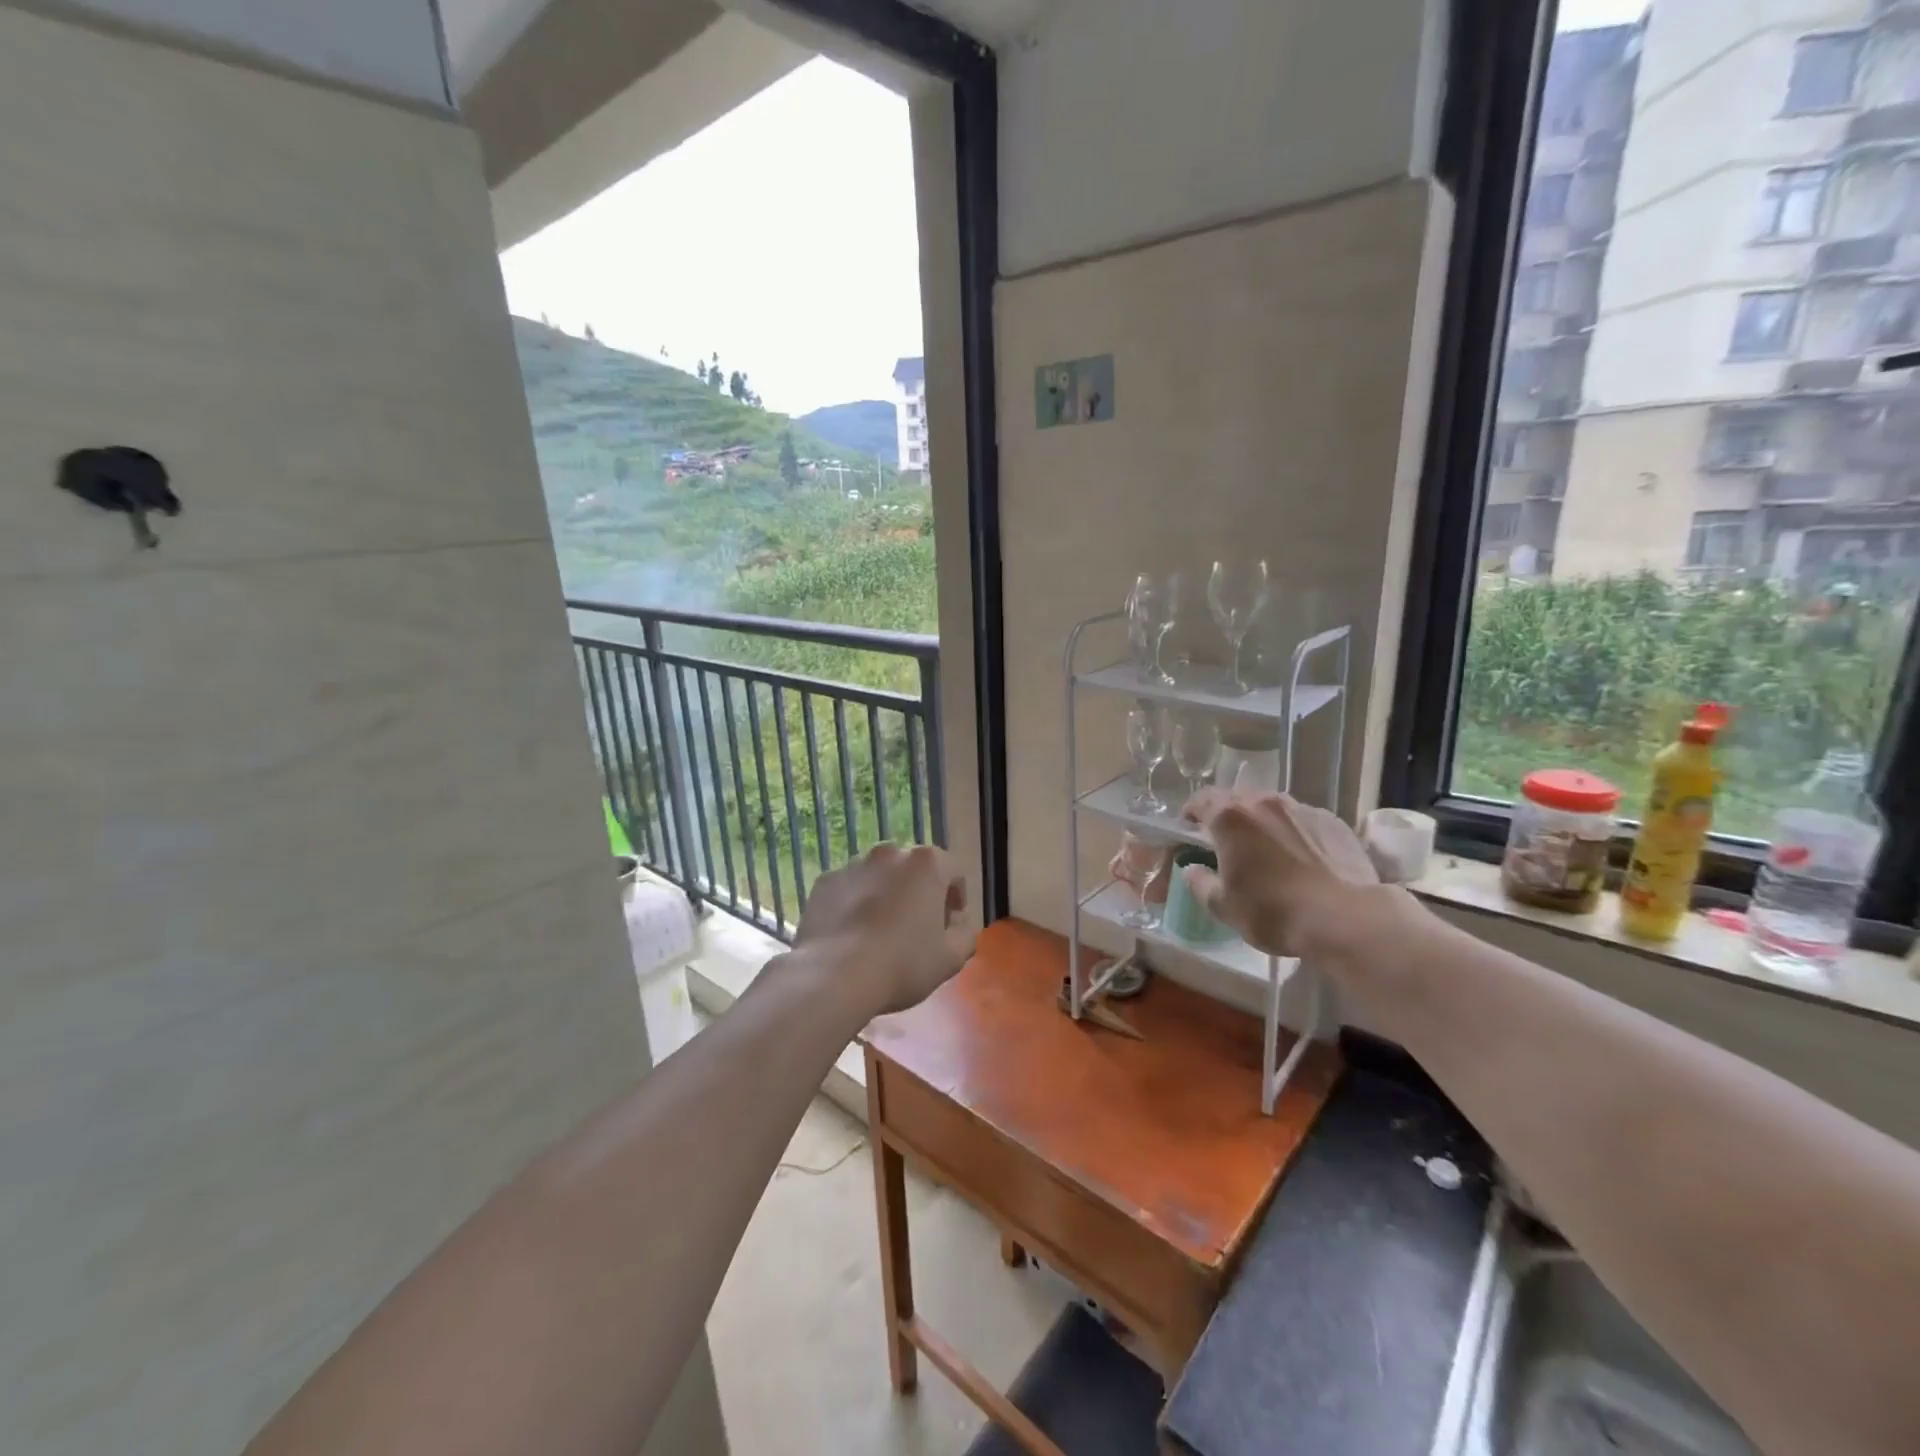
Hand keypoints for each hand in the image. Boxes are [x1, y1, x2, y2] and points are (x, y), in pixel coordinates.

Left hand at [791, 843, 975, 1016]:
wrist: (833, 975)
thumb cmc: (902, 963)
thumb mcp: (951, 958)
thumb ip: (965, 933)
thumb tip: (956, 923)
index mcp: (927, 864)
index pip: (953, 872)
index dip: (955, 898)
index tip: (949, 924)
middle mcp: (890, 853)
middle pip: (913, 870)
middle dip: (918, 893)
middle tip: (916, 928)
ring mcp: (853, 864)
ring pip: (878, 877)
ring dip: (884, 896)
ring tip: (879, 932)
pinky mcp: (824, 881)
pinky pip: (848, 890)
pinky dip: (853, 904)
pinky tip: (851, 935)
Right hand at [1181, 789, 1378, 957]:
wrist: (1345, 919)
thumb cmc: (1273, 912)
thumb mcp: (1223, 906)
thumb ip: (1200, 883)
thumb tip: (1193, 870)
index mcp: (1230, 818)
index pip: (1200, 800)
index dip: (1191, 812)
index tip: (1189, 829)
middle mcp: (1264, 802)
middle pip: (1236, 799)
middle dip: (1227, 816)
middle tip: (1226, 842)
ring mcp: (1301, 809)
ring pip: (1271, 807)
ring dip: (1261, 822)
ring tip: (1265, 849)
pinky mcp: (1332, 821)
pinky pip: (1301, 819)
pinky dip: (1292, 831)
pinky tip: (1300, 857)